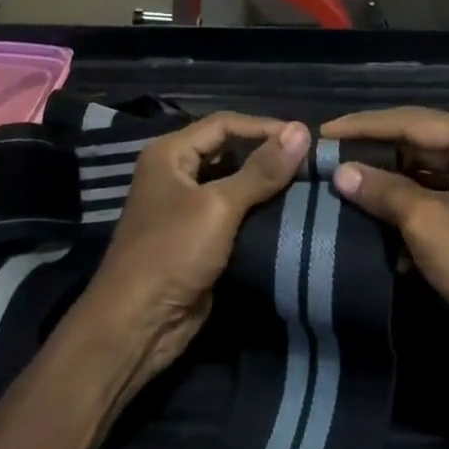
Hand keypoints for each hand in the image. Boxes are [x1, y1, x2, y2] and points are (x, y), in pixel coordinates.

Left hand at [70, 115, 309, 400]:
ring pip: (232, 182)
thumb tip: (301, 130)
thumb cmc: (172, 252)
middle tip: (310, 161)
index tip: (305, 138)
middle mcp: (175, 172)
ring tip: (307, 183)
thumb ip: (261, 170)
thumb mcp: (219, 207)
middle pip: (227, 150)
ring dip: (265, 183)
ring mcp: (184, 206)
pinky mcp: (197, 237)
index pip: (224, 124)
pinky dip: (257, 210)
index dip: (264, 127)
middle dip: (266, 154)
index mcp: (169, 153)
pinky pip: (232, 213)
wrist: (139, 324)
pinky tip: (288, 212)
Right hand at [323, 108, 448, 379]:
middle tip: (328, 159)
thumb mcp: (428, 223)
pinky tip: (374, 221)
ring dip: (388, 184)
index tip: (322, 133)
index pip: (410, 121)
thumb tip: (339, 172)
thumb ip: (382, 190)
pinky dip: (407, 208)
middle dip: (374, 154)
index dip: (363, 127)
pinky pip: (436, 198)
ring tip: (342, 185)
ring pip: (424, 173)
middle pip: (418, 143)